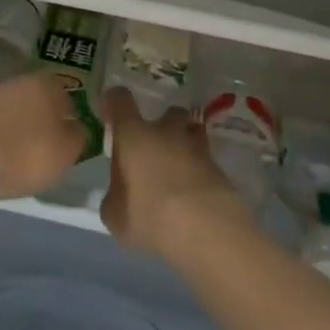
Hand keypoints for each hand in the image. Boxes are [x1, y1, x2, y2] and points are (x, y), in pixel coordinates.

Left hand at [0, 72, 88, 200]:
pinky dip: (2, 136)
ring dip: (22, 130)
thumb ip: (80, 137)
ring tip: (21, 157)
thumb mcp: (67, 153)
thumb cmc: (26, 152)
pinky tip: (1, 154)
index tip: (67, 146)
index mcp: (52, 85)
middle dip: (45, 124)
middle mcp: (25, 81)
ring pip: (19, 112)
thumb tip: (77, 128)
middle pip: (43, 105)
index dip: (71, 124)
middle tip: (46, 152)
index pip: (71, 102)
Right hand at [100, 88, 249, 255]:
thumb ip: (115, 197)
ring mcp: (197, 146)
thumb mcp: (115, 215)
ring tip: (178, 169)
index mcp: (133, 135)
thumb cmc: (150, 216)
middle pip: (167, 112)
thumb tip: (120, 194)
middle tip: (154, 148)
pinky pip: (205, 159)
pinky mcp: (219, 167)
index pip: (120, 100)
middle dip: (162, 125)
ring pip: (192, 132)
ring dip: (185, 143)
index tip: (110, 111)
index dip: (114, 101)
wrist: (206, 228)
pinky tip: (194, 192)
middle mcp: (165, 131)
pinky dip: (199, 169)